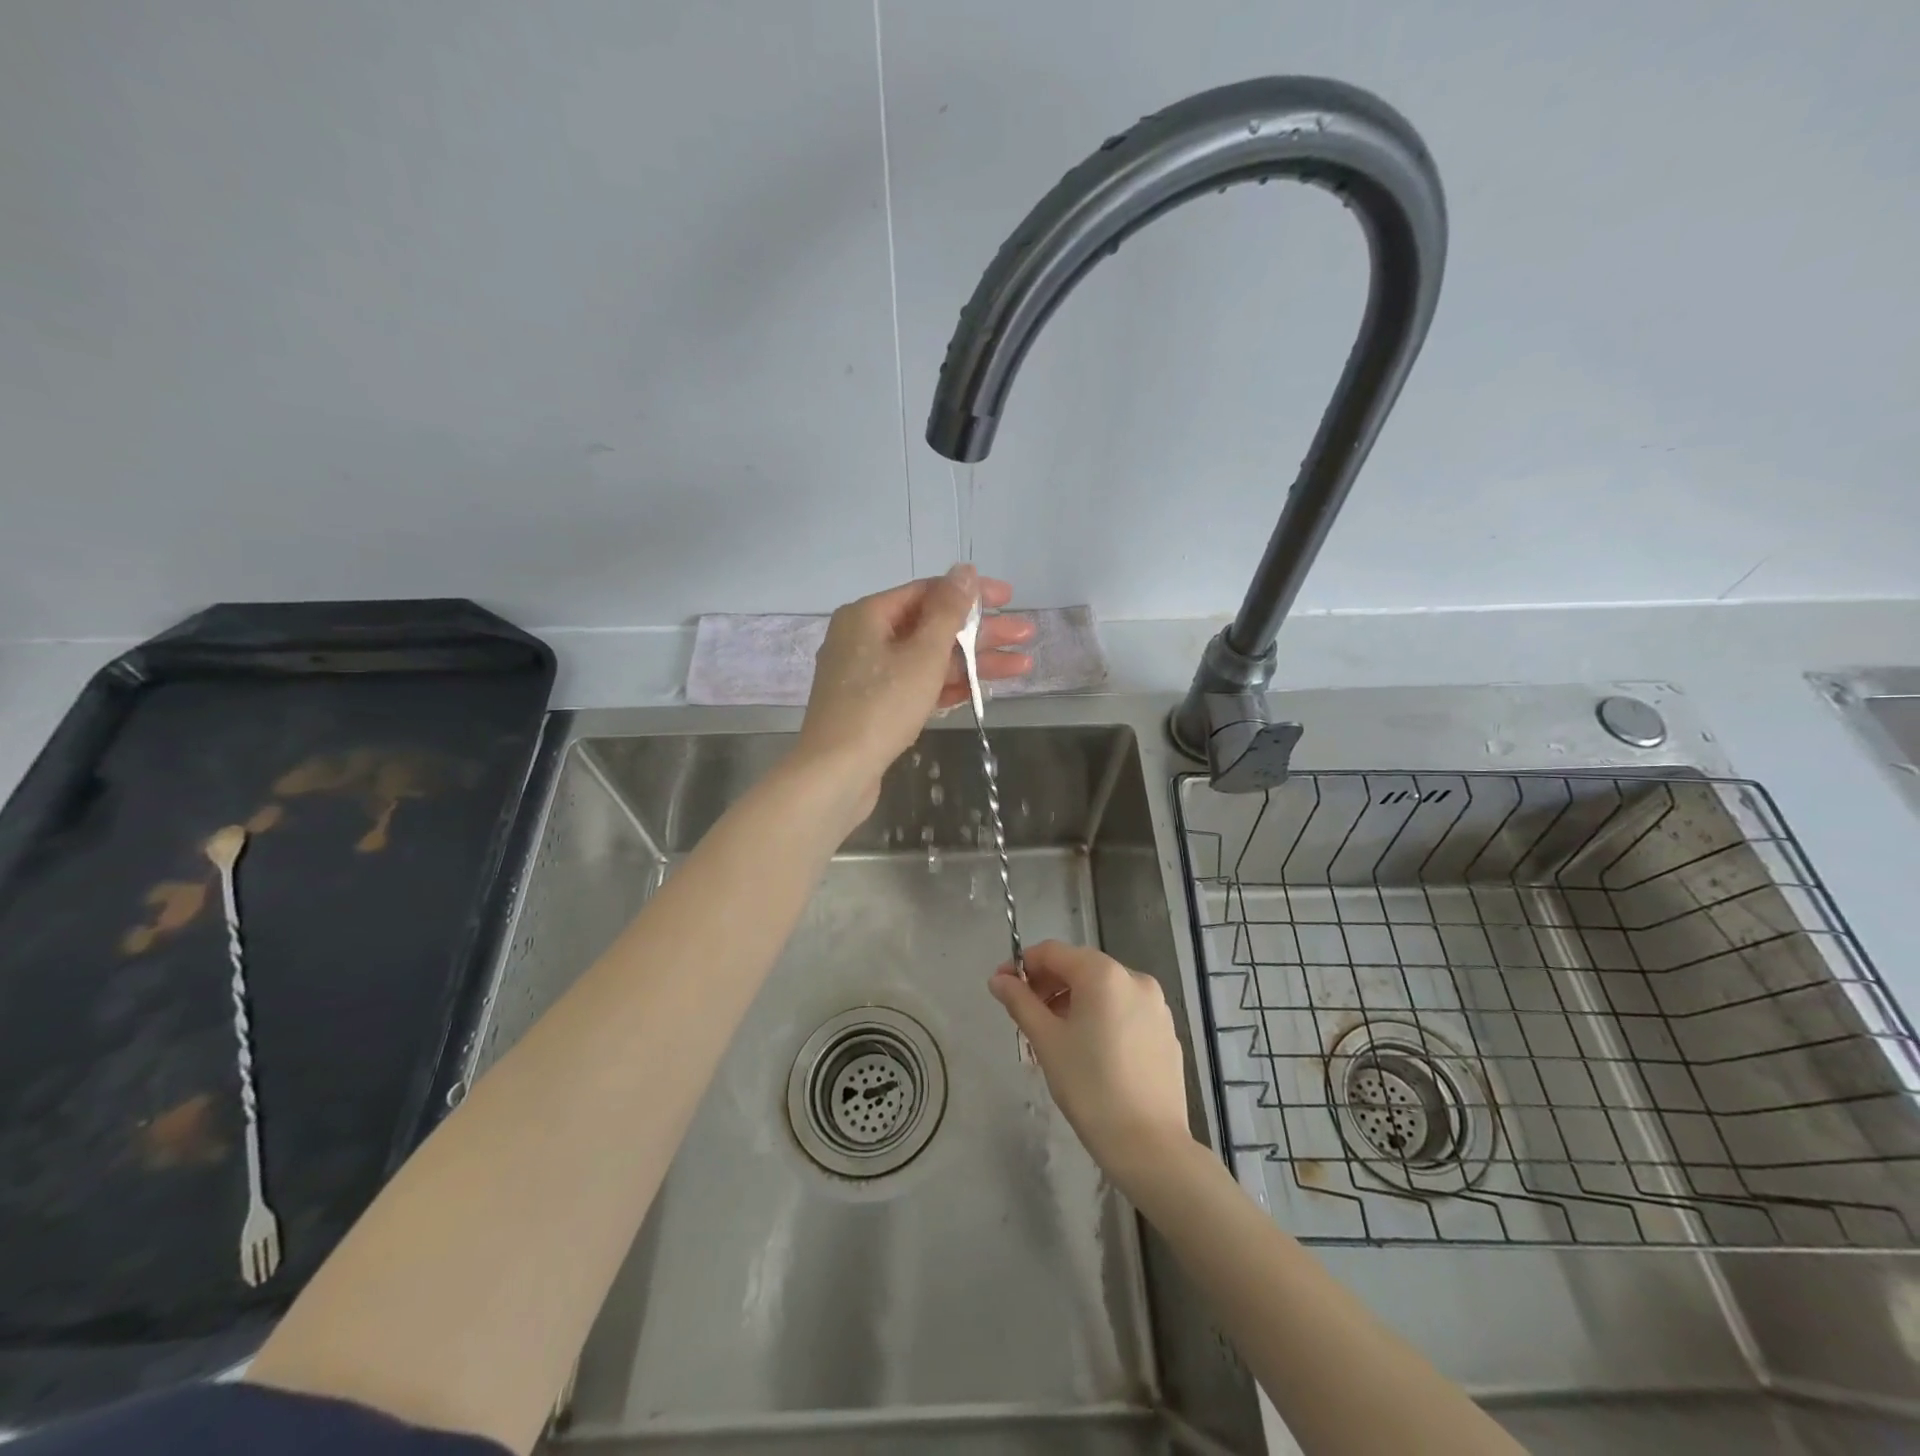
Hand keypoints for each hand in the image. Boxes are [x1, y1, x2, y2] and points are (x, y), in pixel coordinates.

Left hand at [796, 564, 1032, 812]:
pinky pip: (915, 686)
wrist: (835, 773)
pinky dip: (945, 686)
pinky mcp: (873, 708)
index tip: (1009, 599)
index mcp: (868, 615)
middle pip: (931, 627)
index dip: (971, 594)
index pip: (927, 591)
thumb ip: (948, 611)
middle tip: (1025, 635)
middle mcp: (863, 638)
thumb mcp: (922, 654)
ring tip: (1021, 667)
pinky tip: (981, 690)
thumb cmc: (881, 706)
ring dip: (971, 662)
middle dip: (981, 634)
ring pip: (927, 660)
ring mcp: (867, 676)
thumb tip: (964, 569)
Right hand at [988, 940, 1195, 1193]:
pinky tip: (1088, 1051)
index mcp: (1104, 974)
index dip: (1022, 965)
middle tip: (1024, 1015)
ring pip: (1103, 990)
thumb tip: (998, 979)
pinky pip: (1124, 1011)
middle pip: (1080, 967)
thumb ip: (1020, 1002)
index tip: (1001, 987)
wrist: (1149, 1145)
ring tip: (1053, 1036)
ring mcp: (1156, 1006)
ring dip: (1072, 1001)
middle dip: (1047, 985)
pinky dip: (1100, 1017)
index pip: (1053, 952)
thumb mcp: (1047, 1041)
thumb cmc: (1090, 1087)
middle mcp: (1134, 978)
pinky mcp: (1166, 1032)